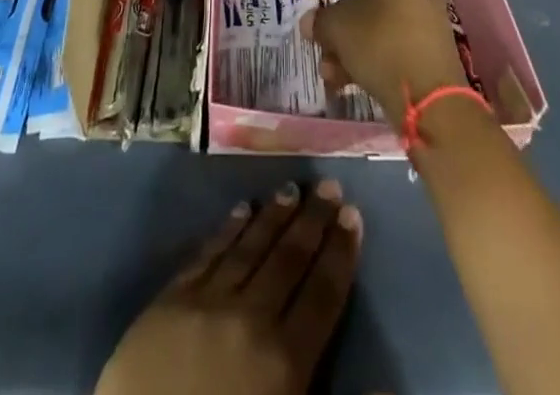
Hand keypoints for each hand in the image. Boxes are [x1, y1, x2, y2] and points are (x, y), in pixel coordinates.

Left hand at [96, 181, 361, 394]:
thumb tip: (390, 385)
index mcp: (285, 362)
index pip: (322, 296)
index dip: (340, 254)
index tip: (353, 215)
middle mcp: (250, 319)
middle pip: (288, 260)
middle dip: (312, 220)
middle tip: (329, 184)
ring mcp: (206, 303)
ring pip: (249, 247)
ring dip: (273, 216)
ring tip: (291, 188)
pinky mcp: (169, 301)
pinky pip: (206, 255)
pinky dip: (227, 230)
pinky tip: (241, 209)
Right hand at [301, 0, 468, 126]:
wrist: (430, 96)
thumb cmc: (378, 43)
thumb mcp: (337, 27)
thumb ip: (320, 21)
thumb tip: (312, 24)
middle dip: (338, 19)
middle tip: (320, 36)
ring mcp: (426, 16)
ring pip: (377, 22)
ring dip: (349, 44)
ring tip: (329, 71)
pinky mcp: (431, 46)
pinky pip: (393, 41)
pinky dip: (370, 55)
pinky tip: (347, 82)